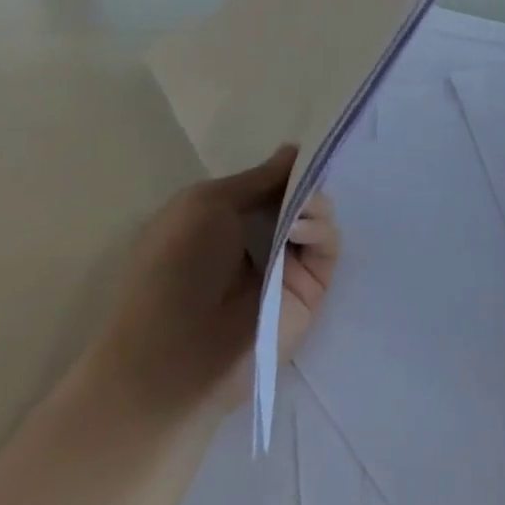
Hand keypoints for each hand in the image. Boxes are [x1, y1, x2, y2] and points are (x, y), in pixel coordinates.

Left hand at [89, 146, 341, 413]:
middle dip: (306, 182)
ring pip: (319, 219)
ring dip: (314, 204)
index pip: (269, 186)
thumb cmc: (175, 268)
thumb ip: (258, 178)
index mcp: (225, 221)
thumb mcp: (205, 204)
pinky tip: (299, 231)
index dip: (286, 168)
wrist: (176, 354)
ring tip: (299, 210)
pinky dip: (320, 229)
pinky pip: (328, 248)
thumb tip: (293, 151)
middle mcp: (258, 241)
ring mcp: (286, 267)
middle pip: (299, 199)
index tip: (304, 151)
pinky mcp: (311, 290)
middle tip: (307, 176)